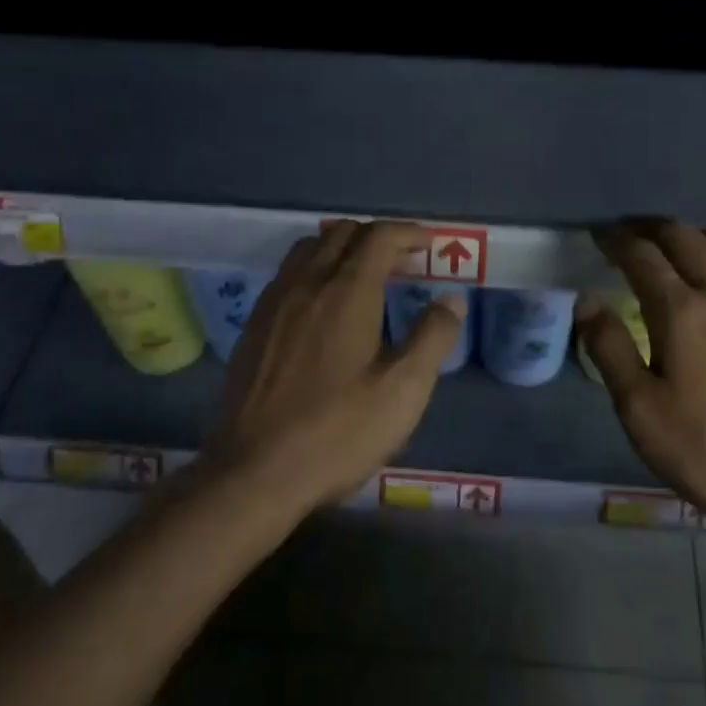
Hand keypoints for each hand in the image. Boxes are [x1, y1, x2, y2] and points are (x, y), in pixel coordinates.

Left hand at [207, 220, 464, 512]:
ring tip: (365, 276)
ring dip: (343, 248)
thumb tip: (452, 299)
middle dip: (378, 237)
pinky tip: (323, 305)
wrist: (254, 473)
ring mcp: (274, 302)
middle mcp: (307, 284)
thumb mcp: (403, 391)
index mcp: (346, 292)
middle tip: (405, 263)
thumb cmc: (337, 432)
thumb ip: (432, 338)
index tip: (430, 244)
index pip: (379, 236)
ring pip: (310, 248)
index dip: (409, 232)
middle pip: (343, 233)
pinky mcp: (254, 325)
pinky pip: (288, 273)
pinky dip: (314, 268)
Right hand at [579, 222, 705, 528]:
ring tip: (666, 249)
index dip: (615, 239)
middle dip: (650, 227)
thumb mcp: (642, 411)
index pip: (641, 254)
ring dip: (687, 235)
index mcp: (681, 311)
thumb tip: (587, 300)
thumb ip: (610, 350)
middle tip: (627, 235)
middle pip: (684, 235)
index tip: (598, 234)